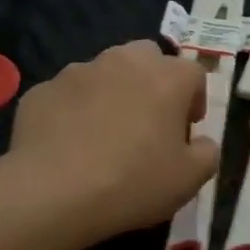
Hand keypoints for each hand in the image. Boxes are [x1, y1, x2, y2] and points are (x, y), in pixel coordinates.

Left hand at [8, 40, 219, 245]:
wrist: (53, 192)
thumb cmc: (133, 182)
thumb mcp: (189, 179)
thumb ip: (206, 153)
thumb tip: (201, 142)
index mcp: (166, 77)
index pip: (193, 73)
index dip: (194, 100)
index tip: (186, 130)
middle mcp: (123, 61)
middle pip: (147, 58)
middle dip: (152, 82)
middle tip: (148, 121)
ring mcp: (78, 71)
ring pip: (104, 72)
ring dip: (111, 93)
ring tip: (103, 134)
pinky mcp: (42, 90)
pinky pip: (67, 95)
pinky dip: (73, 111)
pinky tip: (69, 144)